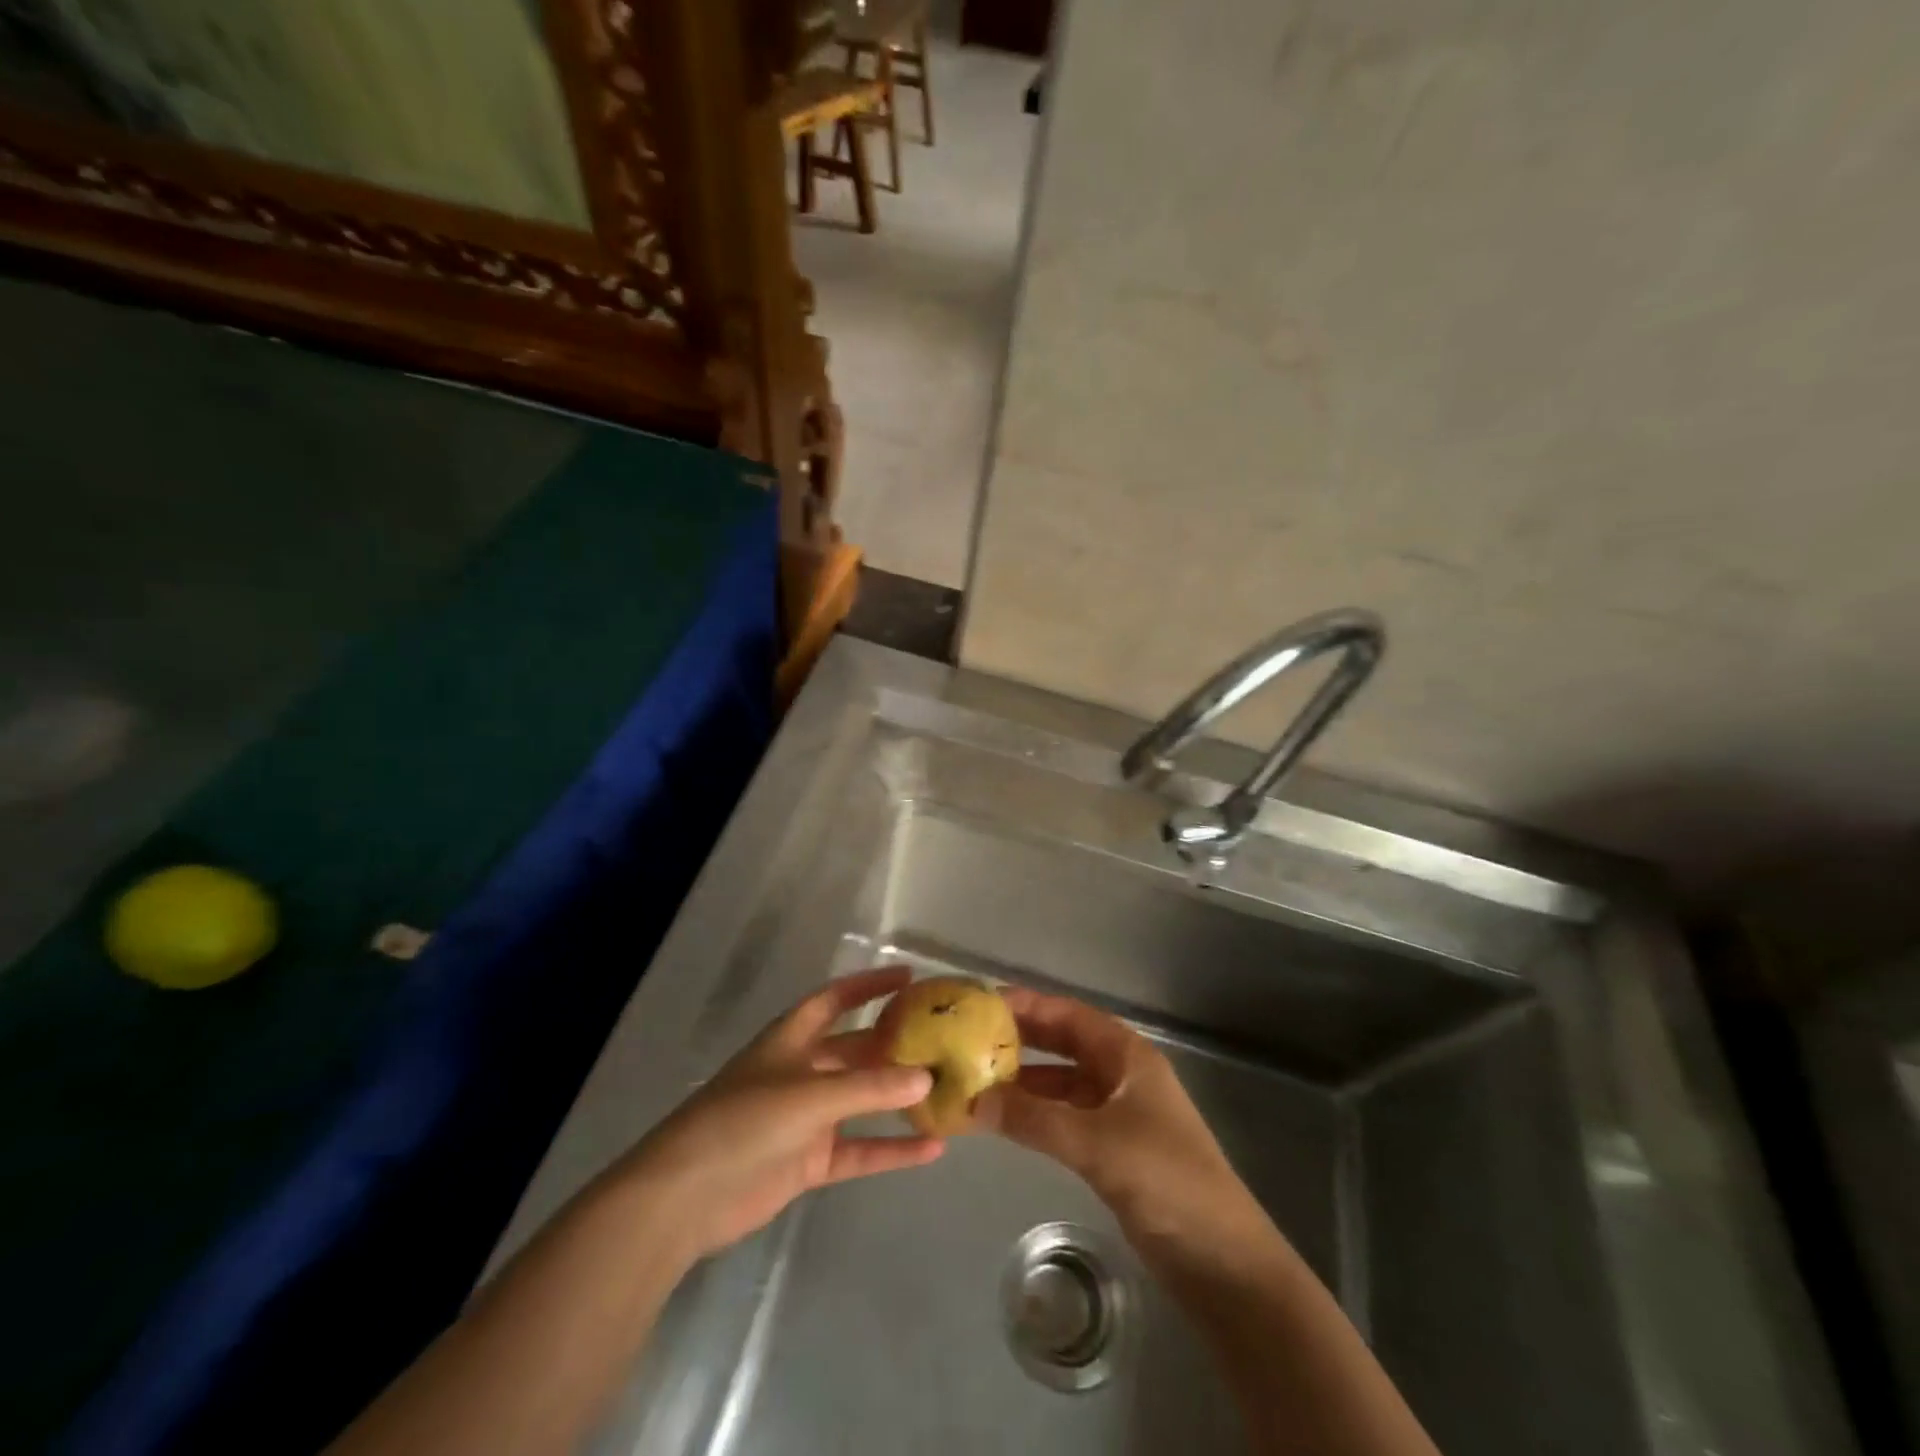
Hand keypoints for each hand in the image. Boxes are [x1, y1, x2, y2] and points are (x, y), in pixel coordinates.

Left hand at [621, 966, 942, 1261]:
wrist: (685, 1197)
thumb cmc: (742, 1122)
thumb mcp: (808, 1095)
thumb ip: (868, 1087)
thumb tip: (926, 1077)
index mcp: (791, 1039)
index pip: (835, 999)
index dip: (869, 985)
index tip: (909, 977)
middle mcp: (802, 1071)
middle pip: (855, 1049)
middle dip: (894, 1043)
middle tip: (944, 1038)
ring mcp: (806, 1118)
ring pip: (862, 1100)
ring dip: (898, 1098)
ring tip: (947, 1091)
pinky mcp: (809, 1161)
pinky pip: (859, 1149)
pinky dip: (891, 1150)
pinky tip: (931, 1151)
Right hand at [976, 988, 1253, 1240]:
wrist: (1223, 1260)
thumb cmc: (1166, 1180)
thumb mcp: (1096, 1144)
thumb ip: (1035, 1120)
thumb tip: (974, 1101)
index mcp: (1127, 1056)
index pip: (1069, 1014)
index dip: (1028, 1005)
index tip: (982, 1003)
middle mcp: (1122, 1074)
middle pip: (1065, 1043)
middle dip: (1022, 1039)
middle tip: (971, 1038)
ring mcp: (1119, 1112)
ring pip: (1063, 1083)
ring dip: (1025, 1081)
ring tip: (977, 1080)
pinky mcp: (1114, 1148)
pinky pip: (1066, 1117)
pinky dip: (1037, 1115)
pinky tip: (1007, 1122)